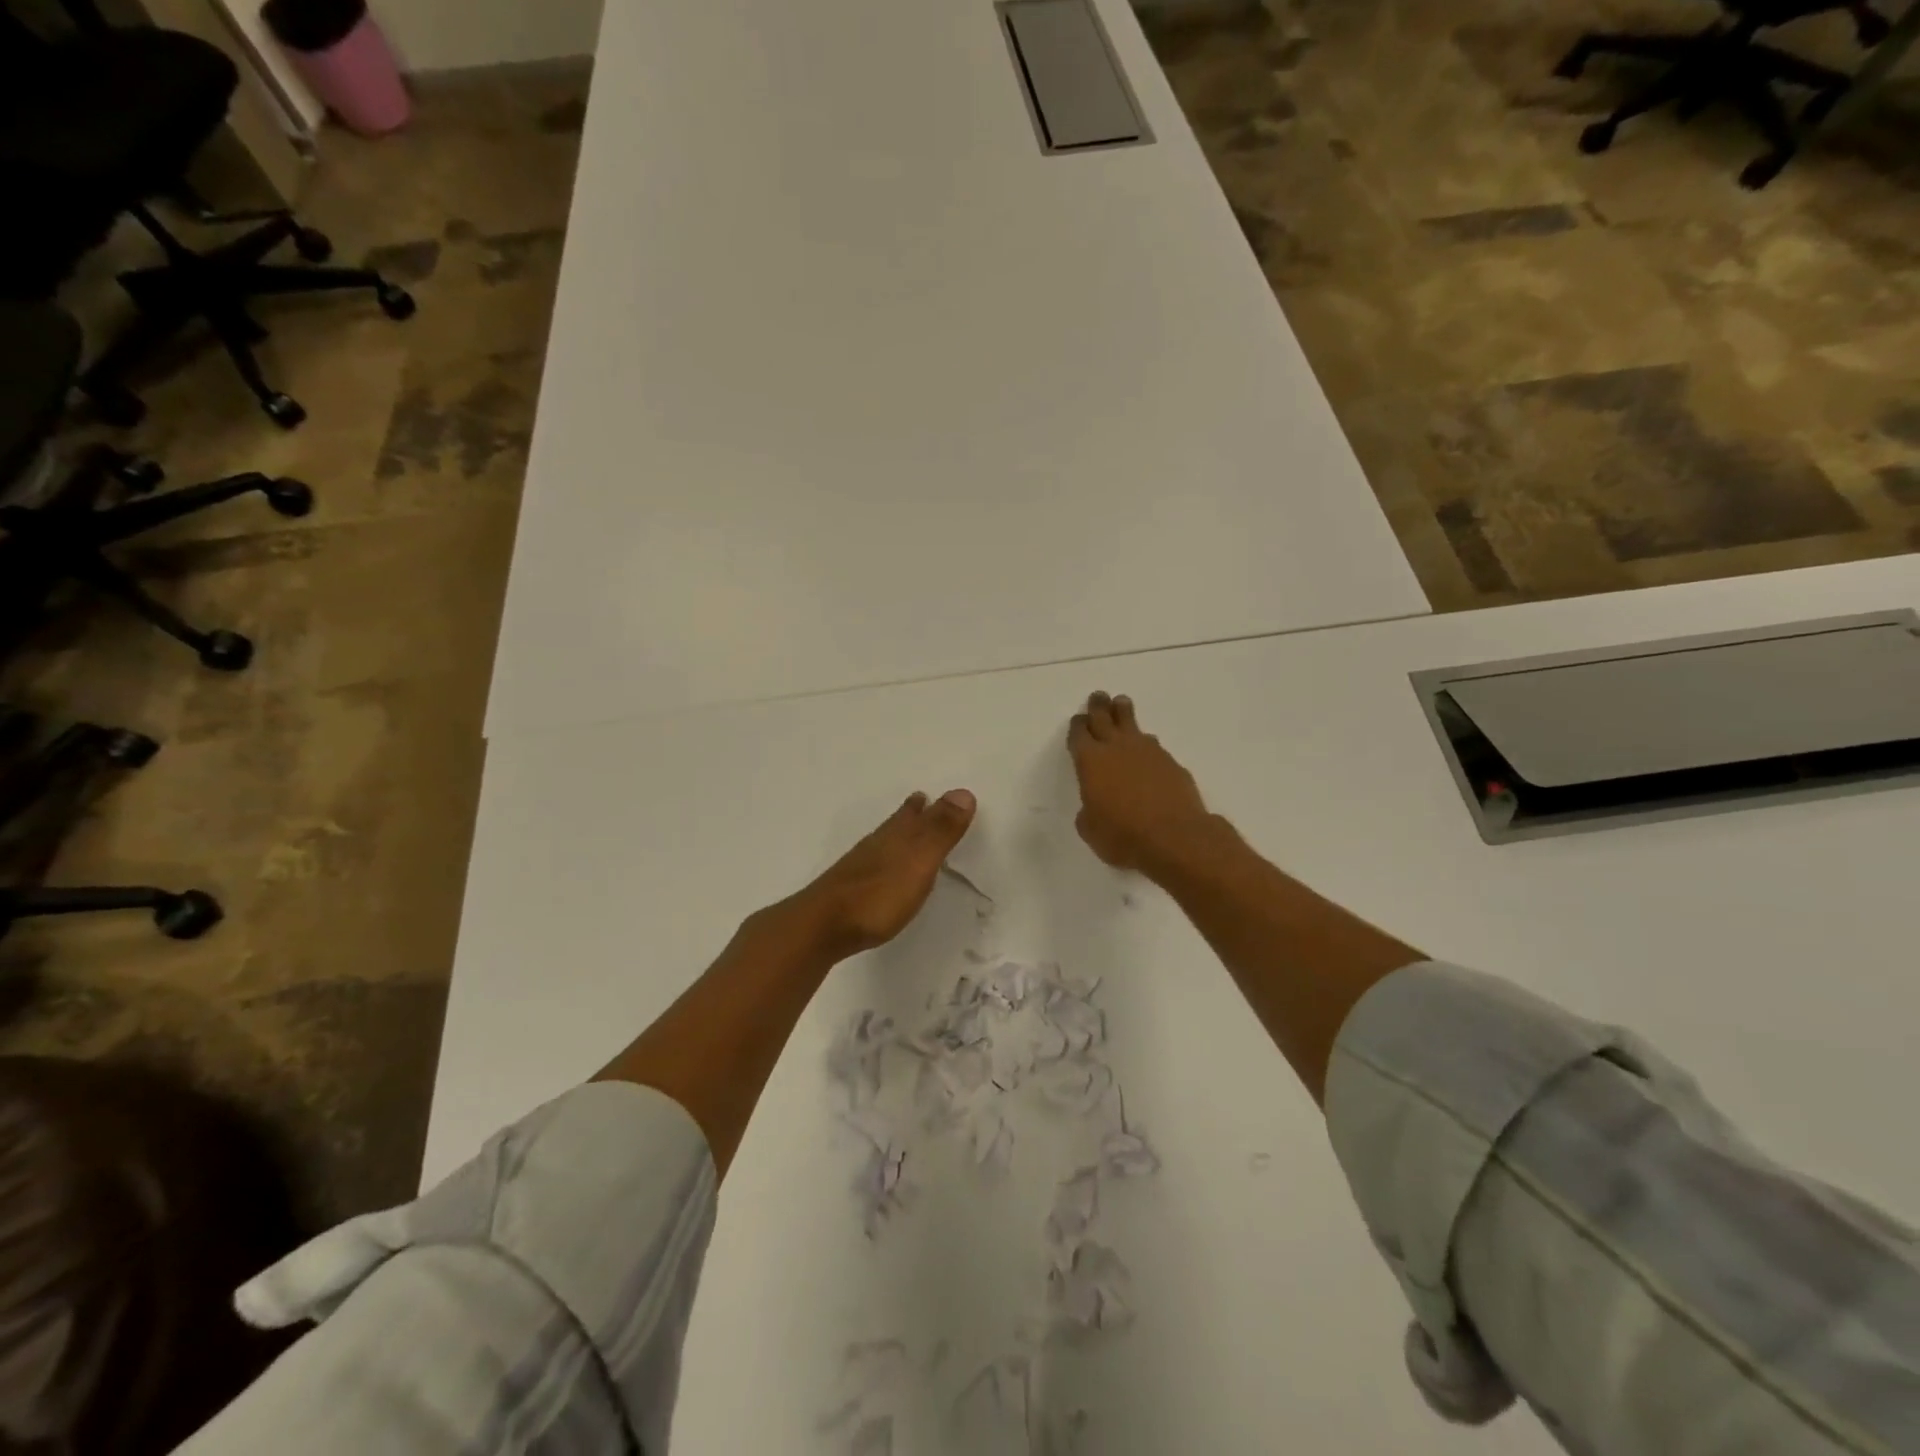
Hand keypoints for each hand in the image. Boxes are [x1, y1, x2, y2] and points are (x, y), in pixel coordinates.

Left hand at [778, 789, 977, 959]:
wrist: (822, 927)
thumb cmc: (878, 895)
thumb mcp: (919, 862)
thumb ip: (940, 831)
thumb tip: (963, 791)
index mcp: (895, 837)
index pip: (912, 814)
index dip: (922, 805)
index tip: (926, 794)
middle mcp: (876, 847)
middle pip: (895, 825)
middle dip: (908, 816)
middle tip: (918, 803)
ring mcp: (858, 870)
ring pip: (882, 845)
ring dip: (895, 837)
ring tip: (903, 833)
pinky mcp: (848, 893)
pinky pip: (872, 868)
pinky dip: (883, 862)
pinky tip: (880, 873)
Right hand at [1068, 692, 1216, 876]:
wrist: (1175, 837)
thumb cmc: (1123, 836)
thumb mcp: (1091, 829)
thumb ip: (1088, 811)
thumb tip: (1095, 805)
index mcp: (1090, 761)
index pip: (1079, 734)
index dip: (1077, 726)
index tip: (1078, 721)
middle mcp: (1117, 748)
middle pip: (1104, 717)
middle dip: (1099, 706)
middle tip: (1098, 696)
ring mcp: (1148, 752)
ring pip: (1132, 724)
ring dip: (1124, 713)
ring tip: (1122, 704)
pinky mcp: (1171, 762)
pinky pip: (1153, 745)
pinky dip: (1145, 744)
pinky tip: (1147, 749)